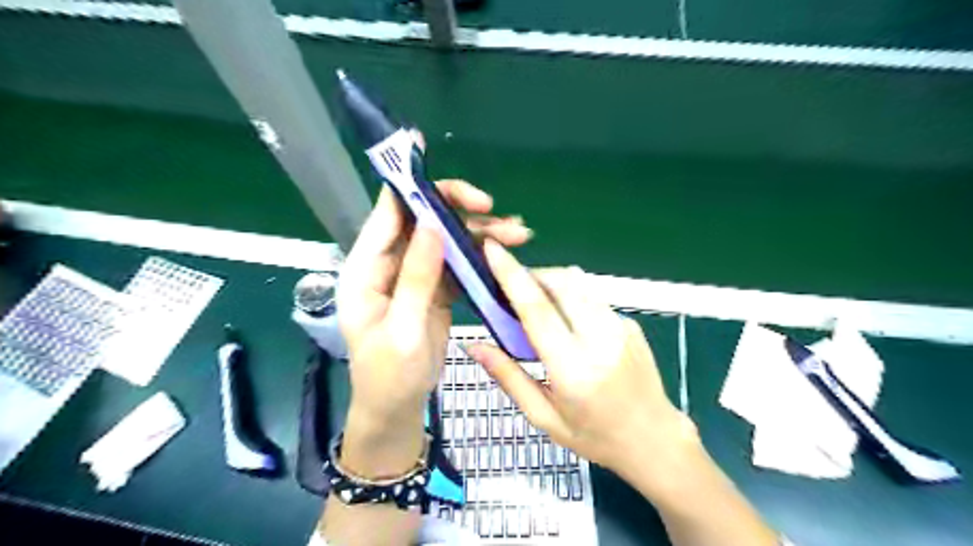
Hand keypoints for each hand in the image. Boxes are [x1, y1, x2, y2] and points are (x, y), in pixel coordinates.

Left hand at [334, 154, 530, 472]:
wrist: (397, 407)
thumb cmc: (389, 376)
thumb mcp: (401, 330)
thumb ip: (415, 278)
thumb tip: (431, 224)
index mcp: (368, 269)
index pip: (388, 215)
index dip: (409, 184)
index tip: (428, 157)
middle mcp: (390, 263)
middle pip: (424, 220)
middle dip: (459, 210)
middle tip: (495, 210)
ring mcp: (414, 274)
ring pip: (446, 239)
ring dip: (479, 233)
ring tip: (518, 232)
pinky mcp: (434, 287)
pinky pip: (457, 261)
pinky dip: (481, 254)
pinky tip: (506, 250)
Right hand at [462, 241, 699, 487]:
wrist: (654, 440)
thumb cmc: (594, 437)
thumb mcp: (544, 417)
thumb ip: (508, 377)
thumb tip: (473, 346)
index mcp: (573, 369)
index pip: (537, 309)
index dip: (511, 275)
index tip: (492, 250)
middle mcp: (600, 340)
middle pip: (561, 282)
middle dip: (532, 274)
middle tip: (513, 290)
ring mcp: (620, 328)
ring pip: (579, 283)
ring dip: (552, 283)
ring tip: (538, 305)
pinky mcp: (630, 324)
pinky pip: (593, 298)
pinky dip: (572, 300)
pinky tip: (570, 326)